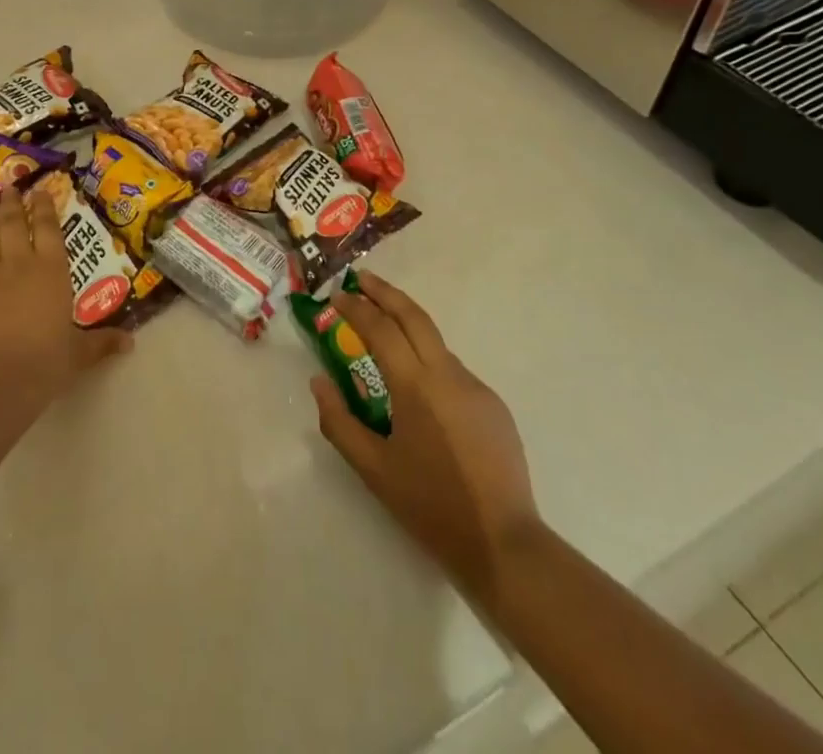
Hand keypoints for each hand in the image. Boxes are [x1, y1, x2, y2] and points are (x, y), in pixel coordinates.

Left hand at [0, 187, 129, 403]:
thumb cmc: (43, 363)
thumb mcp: (77, 354)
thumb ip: (101, 342)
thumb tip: (131, 343)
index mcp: (53, 270)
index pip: (50, 229)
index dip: (45, 207)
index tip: (40, 191)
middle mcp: (20, 261)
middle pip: (15, 223)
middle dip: (13, 202)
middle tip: (10, 185)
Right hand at [310, 271, 539, 602]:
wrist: (503, 543)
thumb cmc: (430, 505)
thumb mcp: (373, 469)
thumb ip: (339, 421)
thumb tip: (319, 381)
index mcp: (416, 386)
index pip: (381, 328)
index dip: (357, 308)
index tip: (337, 295)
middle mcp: (448, 374)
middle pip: (414, 316)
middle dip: (386, 293)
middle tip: (361, 279)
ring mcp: (476, 386)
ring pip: (435, 343)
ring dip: (408, 327)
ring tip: (383, 332)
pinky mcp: (493, 404)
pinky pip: (453, 371)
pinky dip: (429, 361)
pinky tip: (418, 388)